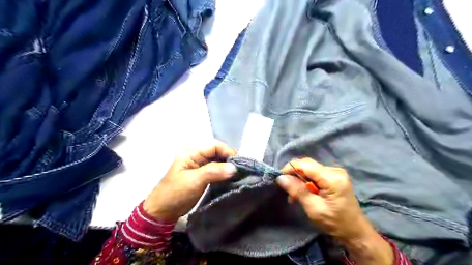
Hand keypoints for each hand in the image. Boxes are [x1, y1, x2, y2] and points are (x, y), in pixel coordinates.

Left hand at [142, 142, 237, 222]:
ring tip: (238, 173)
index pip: (214, 146)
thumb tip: (234, 168)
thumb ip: (214, 172)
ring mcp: (199, 167)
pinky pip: (216, 170)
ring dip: (227, 167)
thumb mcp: (194, 180)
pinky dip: (224, 173)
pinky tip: (231, 178)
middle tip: (241, 169)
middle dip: (229, 159)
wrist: (162, 212)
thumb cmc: (176, 193)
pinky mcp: (201, 176)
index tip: (239, 162)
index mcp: (191, 153)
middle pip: (217, 153)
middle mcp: (196, 157)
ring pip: (217, 161)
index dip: (228, 151)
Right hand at [277, 157, 394, 264]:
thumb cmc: (335, 223)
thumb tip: (281, 178)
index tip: (279, 179)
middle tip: (287, 191)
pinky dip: (306, 182)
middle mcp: (335, 170)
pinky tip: (304, 193)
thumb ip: (297, 190)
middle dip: (294, 176)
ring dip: (299, 180)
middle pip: (307, 165)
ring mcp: (335, 172)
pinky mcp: (334, 176)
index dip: (290, 168)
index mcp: (332, 178)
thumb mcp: (314, 208)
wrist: (355, 232)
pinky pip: (315, 174)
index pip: (305, 164)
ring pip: (309, 169)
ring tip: (294, 196)